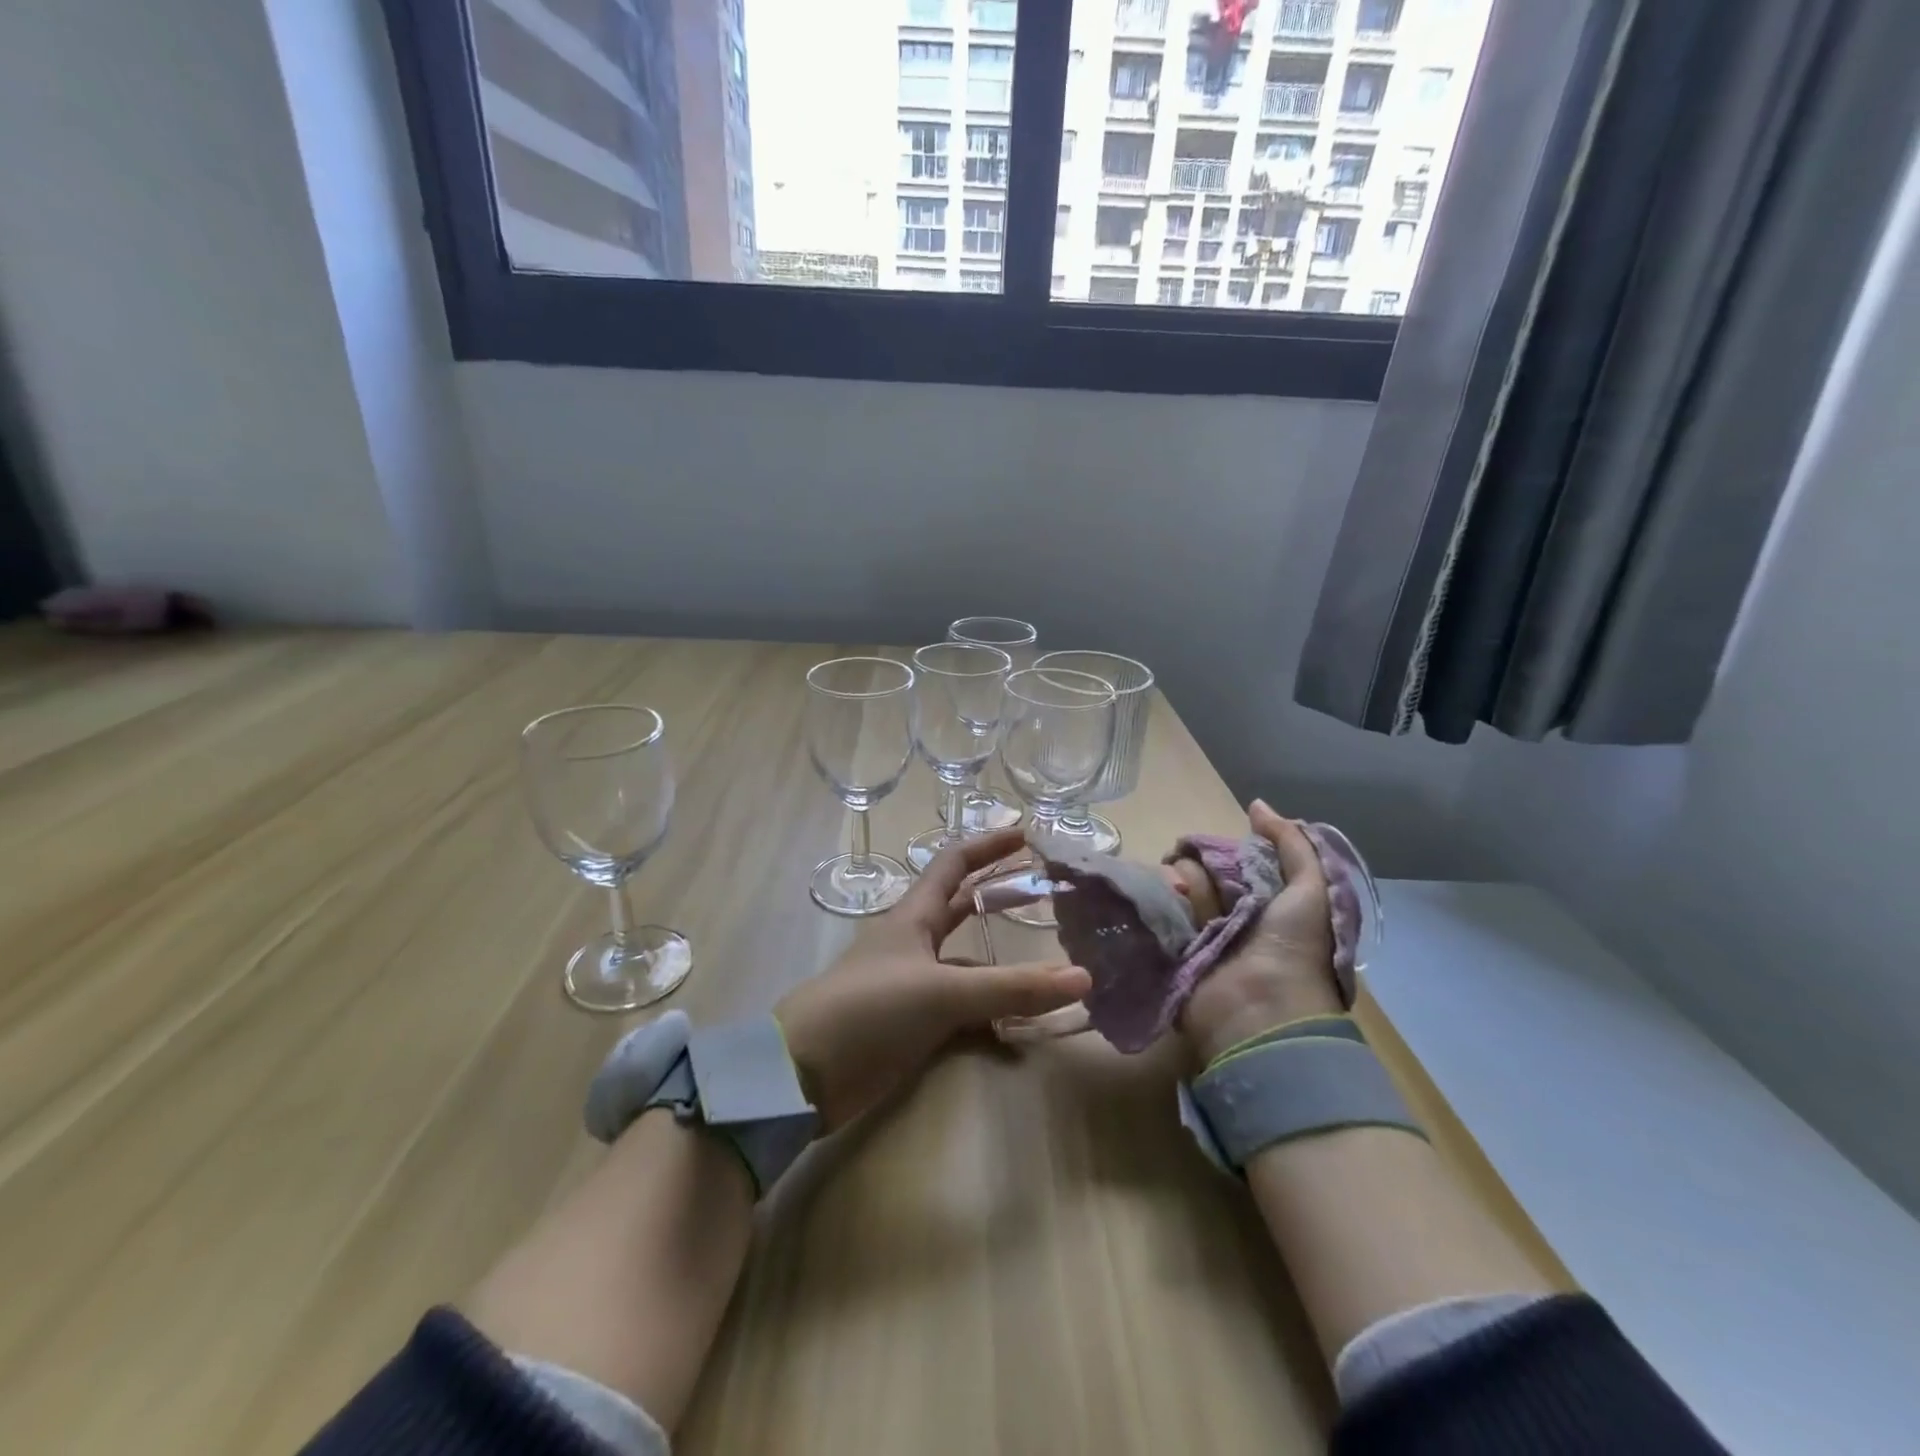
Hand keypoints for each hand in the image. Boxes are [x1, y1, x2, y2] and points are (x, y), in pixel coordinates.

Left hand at [775, 829, 1091, 1130]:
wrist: (803, 1073)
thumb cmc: (869, 1010)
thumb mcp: (942, 992)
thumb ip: (1011, 988)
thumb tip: (1083, 978)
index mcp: (913, 917)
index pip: (953, 864)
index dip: (988, 846)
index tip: (1026, 835)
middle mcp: (913, 943)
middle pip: (961, 908)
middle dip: (1000, 896)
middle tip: (1045, 891)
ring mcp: (911, 985)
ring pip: (967, 965)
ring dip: (1002, 966)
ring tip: (1049, 969)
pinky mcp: (910, 1025)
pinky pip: (961, 1012)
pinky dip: (990, 1018)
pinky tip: (1019, 1035)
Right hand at [1177, 800, 1343, 1068]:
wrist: (1261, 1011)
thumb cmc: (1293, 948)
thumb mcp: (1311, 890)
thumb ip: (1291, 844)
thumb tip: (1256, 805)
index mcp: (1264, 902)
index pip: (1231, 861)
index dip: (1220, 850)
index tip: (1207, 847)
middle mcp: (1230, 916)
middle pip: (1200, 872)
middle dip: (1194, 866)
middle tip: (1188, 872)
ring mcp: (1199, 936)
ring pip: (1177, 890)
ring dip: (1179, 886)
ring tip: (1179, 893)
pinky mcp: (1173, 953)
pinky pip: (1159, 916)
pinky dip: (1158, 905)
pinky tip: (1161, 900)